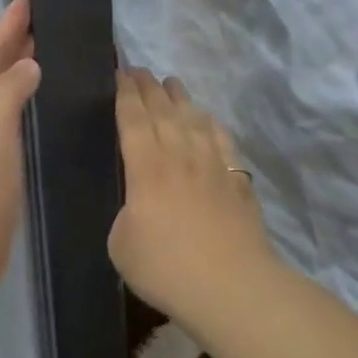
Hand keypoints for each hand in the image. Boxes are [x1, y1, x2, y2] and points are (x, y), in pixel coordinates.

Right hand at [110, 69, 279, 330]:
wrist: (231, 287)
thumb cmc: (166, 267)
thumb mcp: (121, 243)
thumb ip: (126, 214)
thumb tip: (138, 203)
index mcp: (146, 167)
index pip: (133, 119)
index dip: (125, 94)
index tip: (120, 73)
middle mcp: (180, 156)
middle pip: (164, 111)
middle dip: (149, 88)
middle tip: (139, 70)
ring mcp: (213, 166)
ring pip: (194, 120)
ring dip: (181, 98)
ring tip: (172, 83)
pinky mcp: (237, 182)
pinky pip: (222, 141)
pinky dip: (211, 124)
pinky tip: (208, 120)